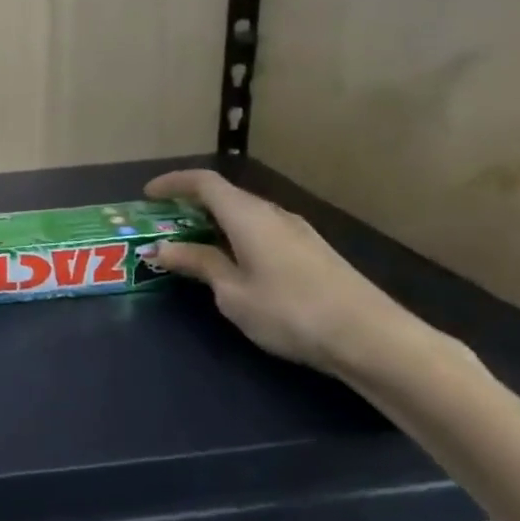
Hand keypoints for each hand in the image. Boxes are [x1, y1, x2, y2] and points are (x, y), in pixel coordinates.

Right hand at [145, 169, 435, 385]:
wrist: (371, 338)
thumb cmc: (290, 311)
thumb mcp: (233, 293)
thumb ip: (199, 264)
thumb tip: (164, 247)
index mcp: (248, 215)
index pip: (204, 182)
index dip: (173, 183)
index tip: (148, 196)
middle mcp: (273, 214)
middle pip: (226, 196)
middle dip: (191, 205)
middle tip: (166, 225)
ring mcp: (297, 232)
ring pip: (246, 215)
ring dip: (216, 223)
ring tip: (195, 248)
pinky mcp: (313, 251)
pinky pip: (263, 231)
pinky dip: (238, 236)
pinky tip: (235, 265)